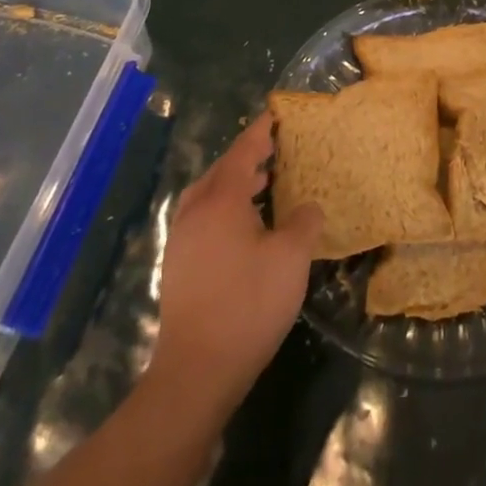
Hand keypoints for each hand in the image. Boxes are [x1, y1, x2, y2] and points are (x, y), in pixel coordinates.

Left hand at [149, 114, 321, 412]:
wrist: (197, 370)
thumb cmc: (249, 304)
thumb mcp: (291, 258)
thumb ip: (304, 223)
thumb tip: (307, 208)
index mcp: (221, 200)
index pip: (243, 152)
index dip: (261, 132)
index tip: (275, 115)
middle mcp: (196, 212)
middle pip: (221, 170)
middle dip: (247, 157)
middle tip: (274, 150)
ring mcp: (182, 240)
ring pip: (208, 196)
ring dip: (234, 184)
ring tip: (264, 186)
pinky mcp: (178, 267)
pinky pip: (202, 219)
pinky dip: (224, 208)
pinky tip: (245, 228)